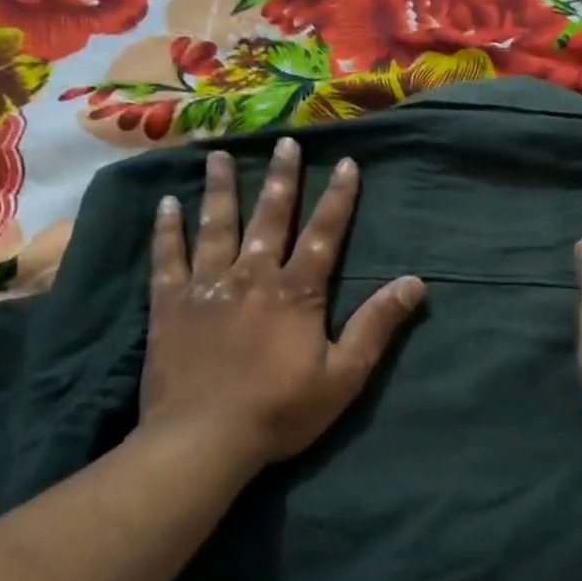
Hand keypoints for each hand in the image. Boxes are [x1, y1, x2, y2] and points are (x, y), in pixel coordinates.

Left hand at [140, 136, 424, 473]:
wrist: (203, 439)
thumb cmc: (281, 410)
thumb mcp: (344, 375)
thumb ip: (377, 325)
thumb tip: (414, 283)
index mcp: (297, 292)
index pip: (324, 234)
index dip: (339, 197)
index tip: (346, 162)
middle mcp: (252, 276)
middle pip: (270, 217)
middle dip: (282, 178)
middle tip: (285, 141)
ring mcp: (206, 287)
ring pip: (216, 225)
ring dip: (221, 188)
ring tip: (219, 153)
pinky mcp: (169, 305)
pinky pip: (168, 257)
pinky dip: (168, 229)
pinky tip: (167, 203)